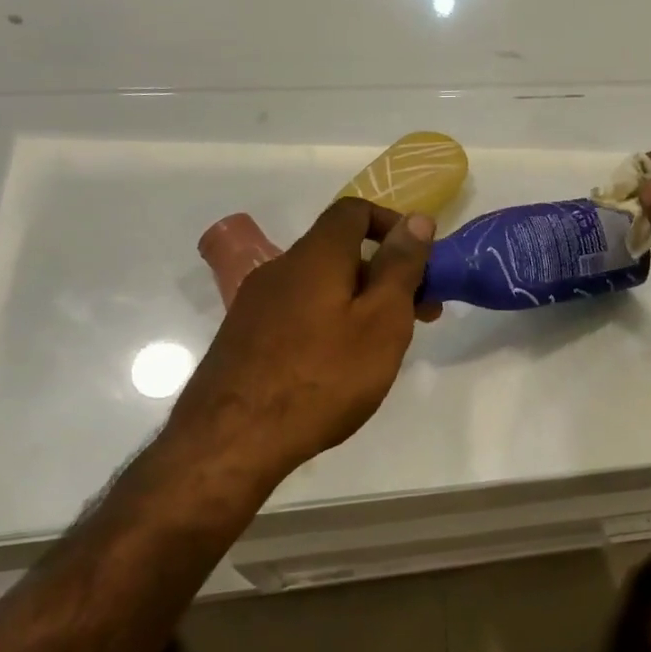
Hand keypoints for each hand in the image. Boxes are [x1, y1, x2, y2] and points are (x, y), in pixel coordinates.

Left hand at [167, 199, 437, 484]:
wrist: (231, 441)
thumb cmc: (322, 377)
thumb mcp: (381, 322)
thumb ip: (401, 267)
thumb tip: (417, 220)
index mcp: (316, 255)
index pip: (354, 210)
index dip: (392, 224)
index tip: (419, 260)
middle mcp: (281, 268)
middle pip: (339, 251)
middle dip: (384, 272)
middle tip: (418, 314)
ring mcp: (256, 304)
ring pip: (319, 285)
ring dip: (358, 300)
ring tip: (382, 346)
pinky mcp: (243, 337)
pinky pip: (298, 312)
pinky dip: (329, 321)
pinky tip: (337, 366)